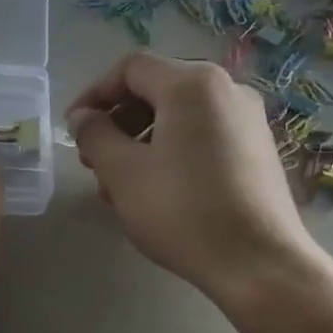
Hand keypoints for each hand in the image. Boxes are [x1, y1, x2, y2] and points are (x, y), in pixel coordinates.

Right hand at [67, 53, 317, 306]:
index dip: (94, 94)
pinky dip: (171, 152)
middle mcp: (227, 89)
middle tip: (93, 161)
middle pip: (157, 90)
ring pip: (178, 117)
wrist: (258, 263)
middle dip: (117, 122)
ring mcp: (248, 120)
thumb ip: (95, 135)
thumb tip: (83, 116)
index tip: (73, 128)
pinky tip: (155, 192)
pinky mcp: (257, 151)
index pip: (130, 69)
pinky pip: (202, 136)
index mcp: (193, 84)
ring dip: (140, 142)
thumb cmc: (181, 210)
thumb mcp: (123, 172)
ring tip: (118, 186)